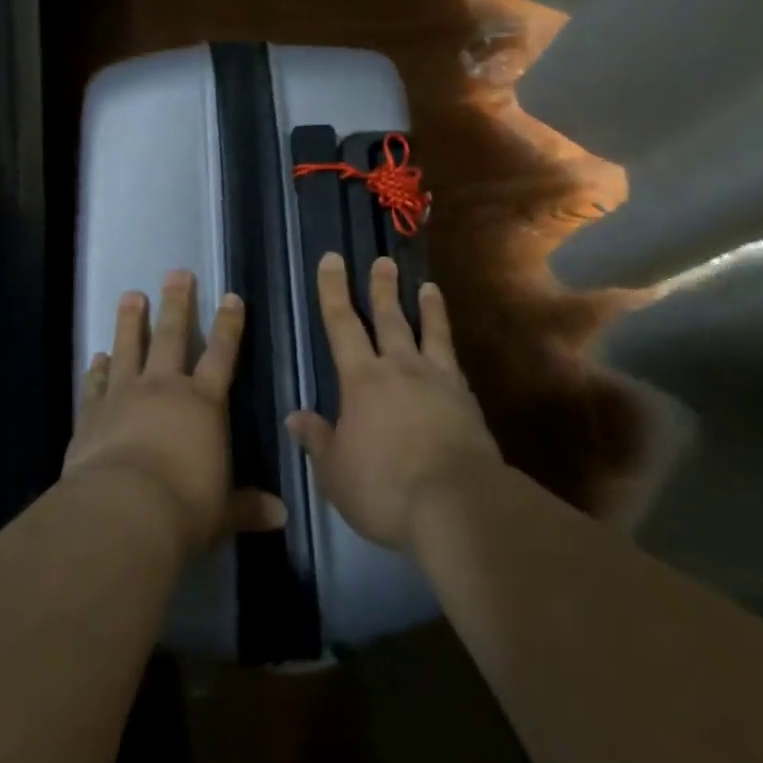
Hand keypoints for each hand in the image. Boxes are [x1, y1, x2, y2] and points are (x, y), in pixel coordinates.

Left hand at [64, 270, 285, 554]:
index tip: (230, 297)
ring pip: (129, 348)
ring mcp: (125, 396)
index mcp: (203, 404)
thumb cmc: (184, 508)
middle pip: (172, 336)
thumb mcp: (222, 511)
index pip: (221, 354)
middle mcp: (165, 389)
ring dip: (130, 321)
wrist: (122, 513)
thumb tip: (281, 516)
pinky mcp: (92, 414)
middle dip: (176, 303)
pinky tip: (96, 356)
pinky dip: (97, 369)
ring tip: (131, 295)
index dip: (228, 325)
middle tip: (176, 273)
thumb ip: (247, 507)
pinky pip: (96, 384)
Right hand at [287, 253, 501, 551]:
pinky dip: (450, 350)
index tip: (332, 259)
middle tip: (383, 261)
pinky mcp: (467, 401)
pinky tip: (451, 353)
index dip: (333, 290)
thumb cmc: (384, 489)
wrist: (457, 504)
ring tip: (428, 286)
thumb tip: (295, 416)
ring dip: (428, 308)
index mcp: (362, 380)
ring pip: (430, 333)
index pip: (341, 324)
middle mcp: (400, 368)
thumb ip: (318, 441)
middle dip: (382, 288)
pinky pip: (455, 364)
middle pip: (390, 318)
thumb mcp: (336, 473)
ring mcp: (438, 381)